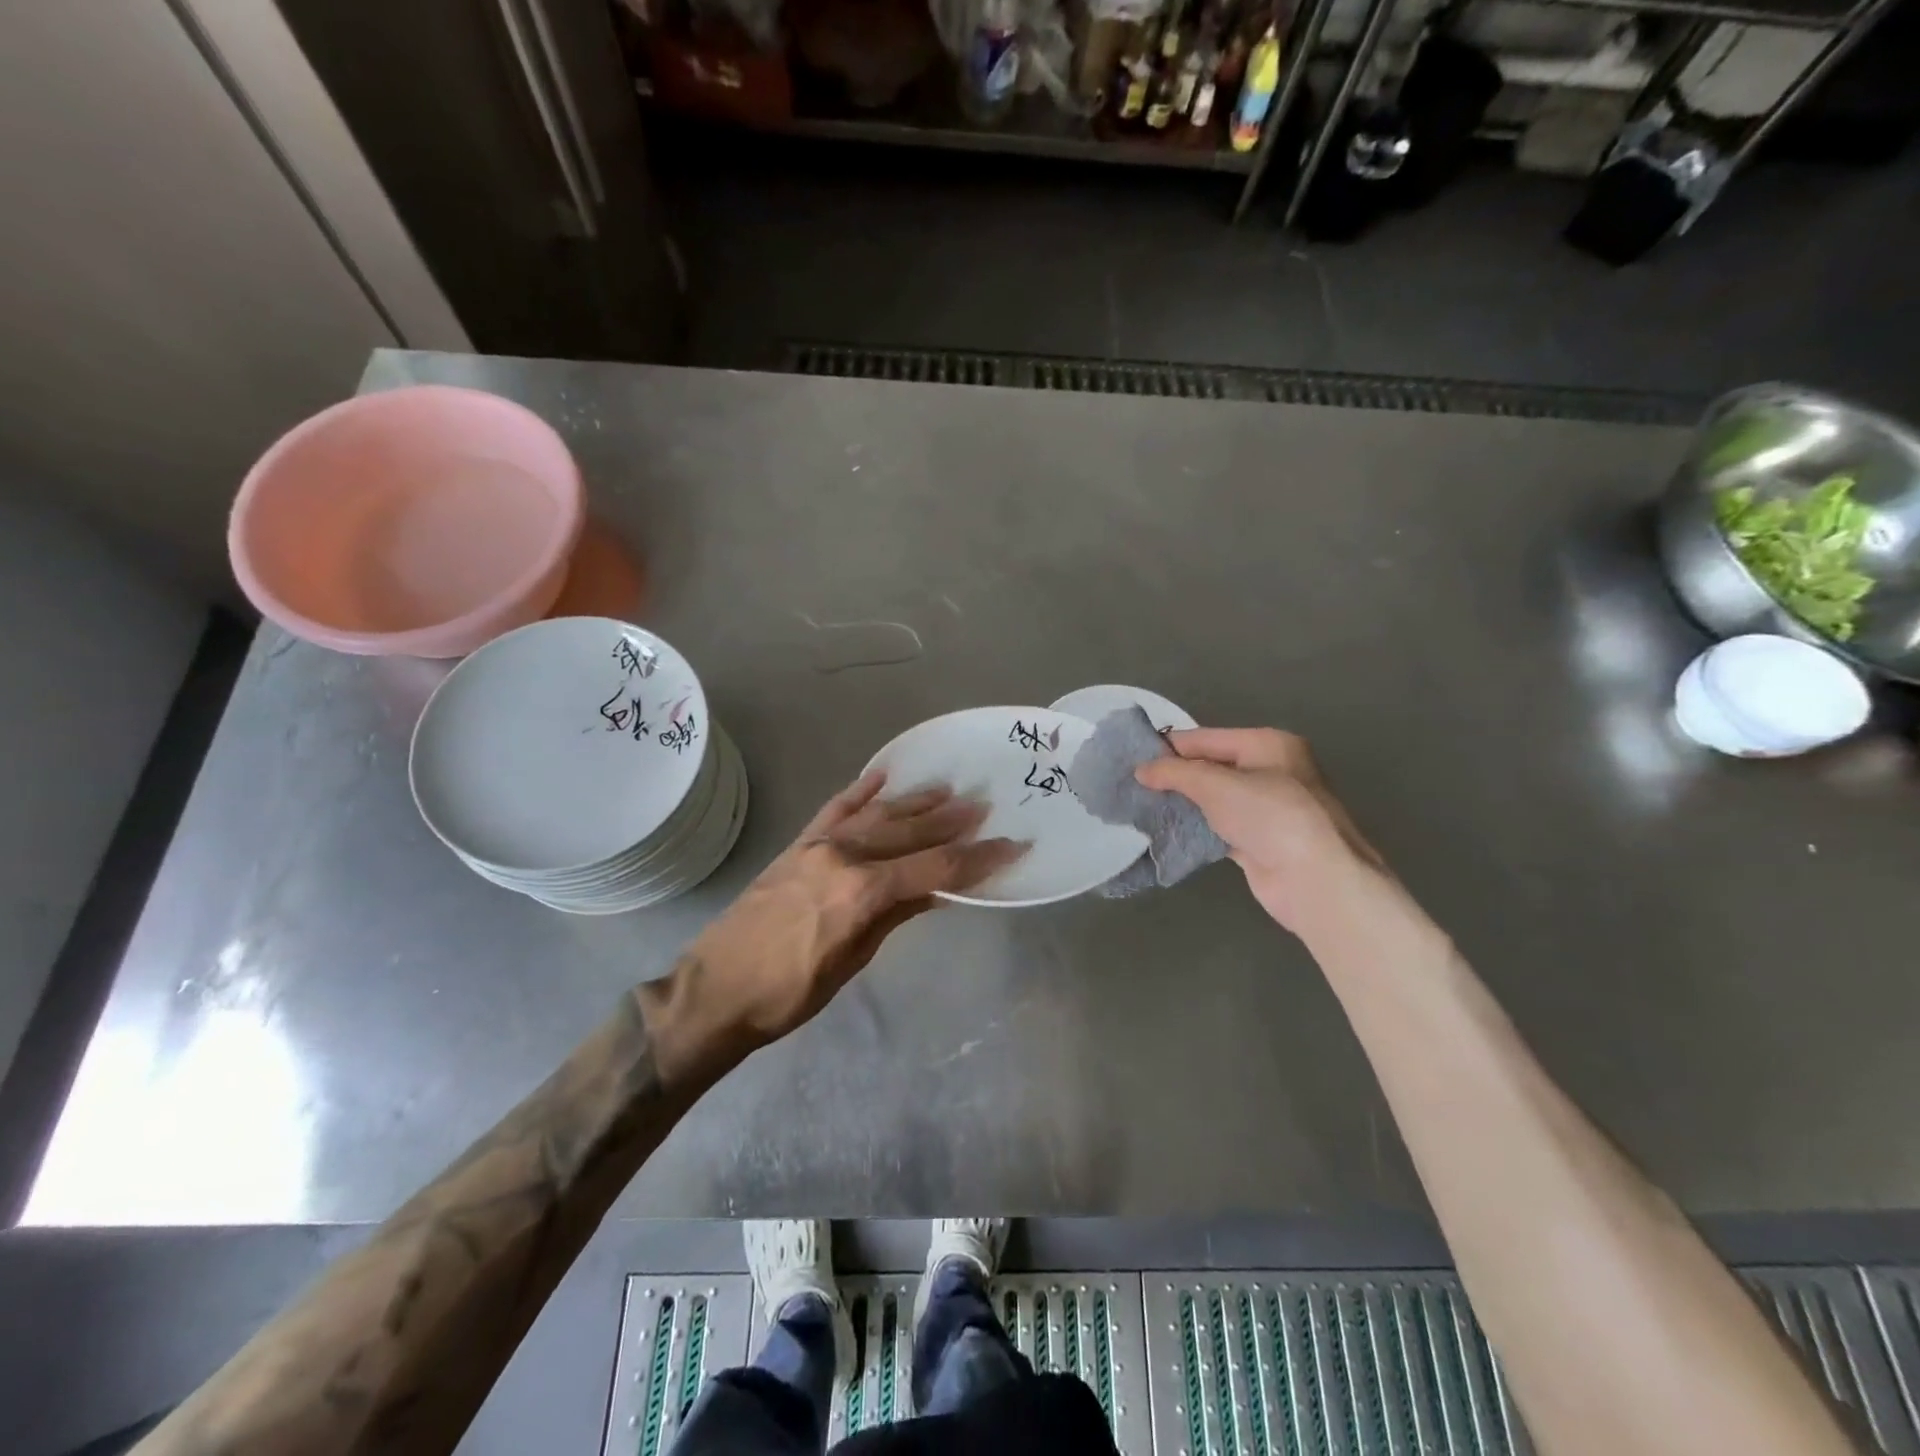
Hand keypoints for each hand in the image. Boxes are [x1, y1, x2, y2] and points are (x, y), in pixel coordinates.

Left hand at [643, 773, 1025, 1083]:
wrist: (715, 989)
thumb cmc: (789, 993)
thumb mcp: (852, 960)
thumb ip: (895, 915)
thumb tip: (938, 890)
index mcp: (863, 891)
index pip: (936, 867)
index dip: (978, 859)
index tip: (1011, 847)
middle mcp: (844, 856)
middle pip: (910, 832)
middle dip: (952, 822)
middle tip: (985, 806)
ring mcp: (818, 844)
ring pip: (878, 814)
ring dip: (916, 802)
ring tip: (949, 789)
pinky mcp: (798, 844)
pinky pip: (835, 808)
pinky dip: (860, 791)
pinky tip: (881, 777)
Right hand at [1134, 728, 1386, 934]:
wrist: (1315, 880)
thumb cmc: (1270, 817)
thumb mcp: (1216, 785)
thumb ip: (1176, 773)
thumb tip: (1141, 770)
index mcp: (1268, 745)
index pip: (1207, 738)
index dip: (1170, 747)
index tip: (1131, 757)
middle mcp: (1270, 772)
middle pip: (1211, 767)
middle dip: (1175, 776)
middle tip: (1133, 784)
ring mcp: (1266, 810)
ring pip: (1214, 799)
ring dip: (1183, 803)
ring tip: (1142, 806)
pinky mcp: (1259, 842)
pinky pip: (1219, 827)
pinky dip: (1196, 828)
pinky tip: (1168, 831)